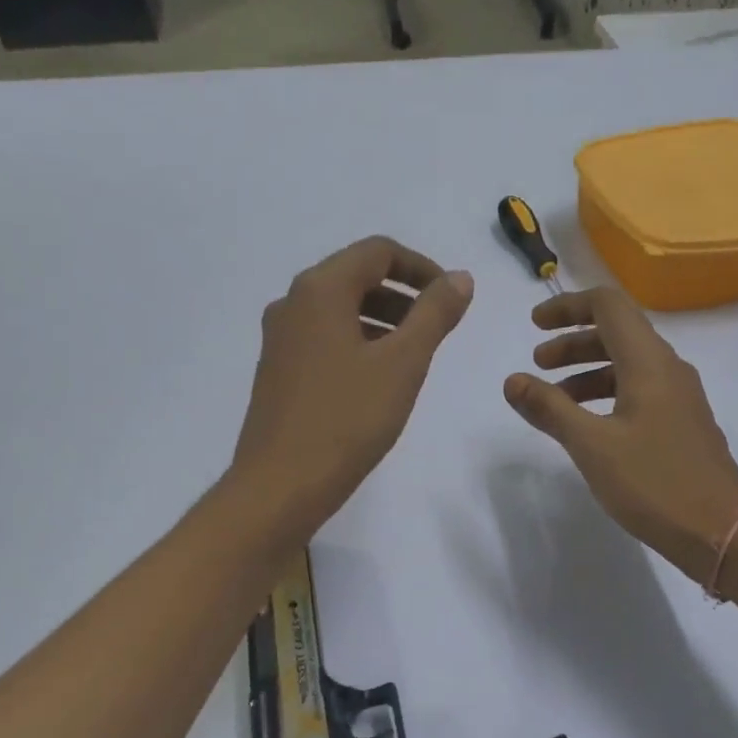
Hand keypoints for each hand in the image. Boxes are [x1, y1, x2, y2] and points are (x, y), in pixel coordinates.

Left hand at [233, 237, 472, 535]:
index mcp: (320, 290)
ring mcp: (280, 339)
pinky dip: (358, 343)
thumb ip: (435, 314)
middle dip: (403, 295)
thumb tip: (460, 278)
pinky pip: (325, 339)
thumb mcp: (402, 364)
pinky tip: (378, 380)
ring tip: (414, 356)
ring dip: (382, 320)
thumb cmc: (347, 419)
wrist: (280, 486)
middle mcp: (292, 303)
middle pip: (356, 277)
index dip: (422, 267)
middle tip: (437, 328)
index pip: (378, 251)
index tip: (452, 297)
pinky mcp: (277, 372)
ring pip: (340, 311)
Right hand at [504, 288, 737, 581]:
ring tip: (555, 401)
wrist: (721, 530)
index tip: (534, 324)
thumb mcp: (591, 446)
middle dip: (572, 343)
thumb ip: (550, 409)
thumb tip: (513, 381)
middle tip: (538, 365)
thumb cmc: (654, 482)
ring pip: (627, 365)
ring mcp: (679, 397)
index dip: (567, 306)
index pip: (608, 305)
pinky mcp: (682, 424)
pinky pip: (639, 392)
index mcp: (648, 362)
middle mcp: (668, 369)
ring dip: (587, 372)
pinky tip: (588, 426)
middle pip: (616, 333)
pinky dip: (607, 395)